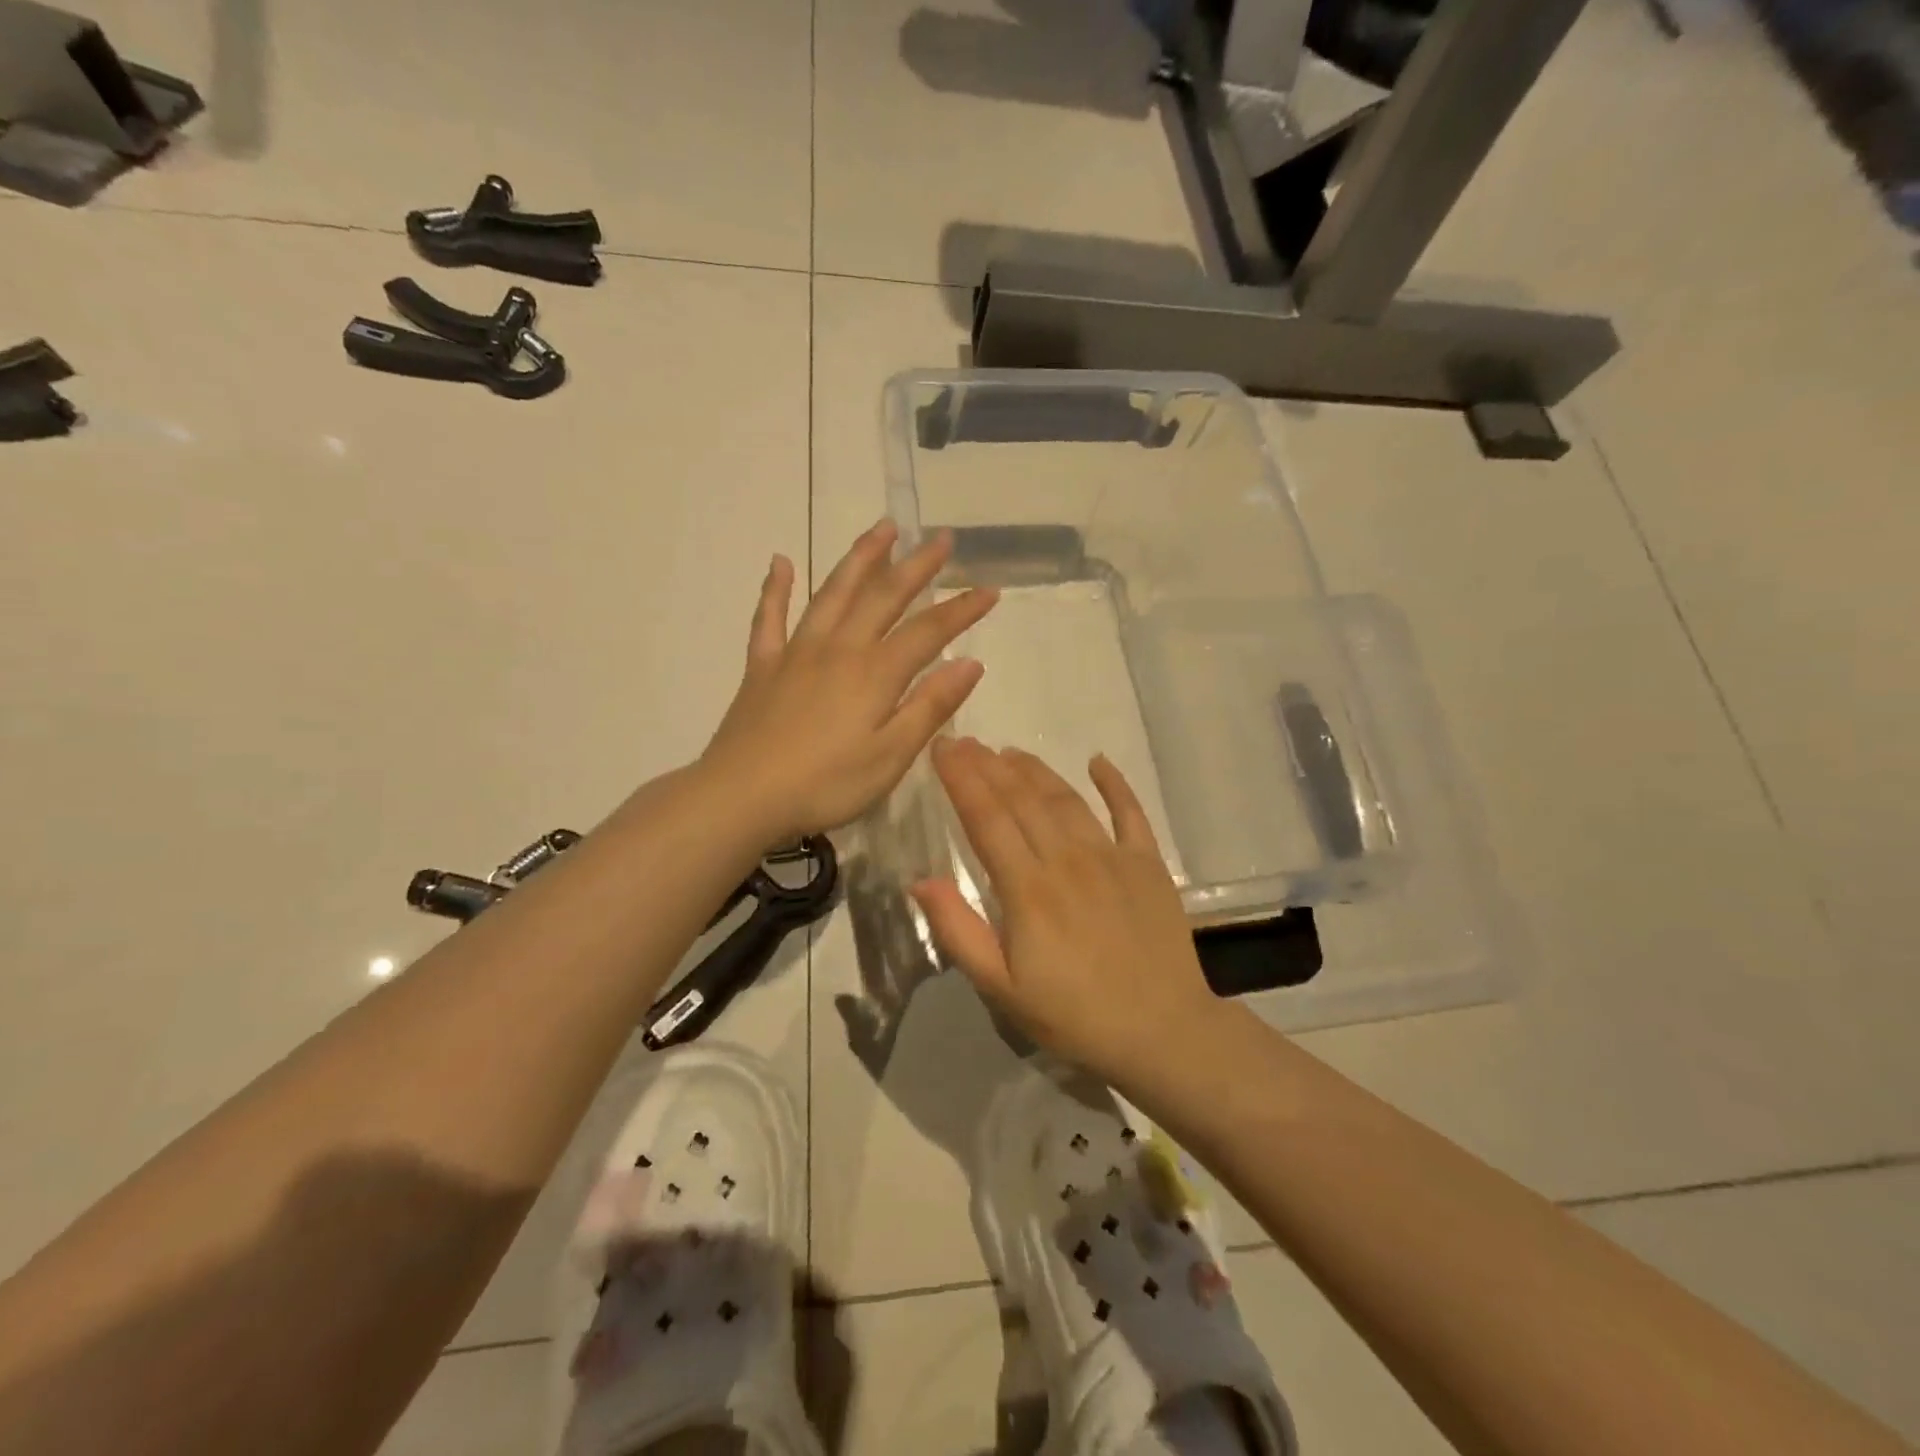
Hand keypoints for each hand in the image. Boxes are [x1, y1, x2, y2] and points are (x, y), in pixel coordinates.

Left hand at [702, 520, 997, 845]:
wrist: (742, 796)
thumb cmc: (826, 784)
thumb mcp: (891, 756)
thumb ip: (930, 706)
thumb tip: (970, 663)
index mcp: (875, 673)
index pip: (928, 632)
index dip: (962, 610)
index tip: (990, 590)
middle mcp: (839, 649)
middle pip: (883, 597)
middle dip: (916, 566)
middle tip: (941, 538)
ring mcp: (796, 653)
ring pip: (832, 593)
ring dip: (860, 559)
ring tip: (882, 529)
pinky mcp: (763, 666)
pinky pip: (769, 618)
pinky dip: (776, 588)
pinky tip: (780, 562)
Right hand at [911, 739, 1226, 1087]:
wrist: (1162, 1032)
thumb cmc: (1073, 1016)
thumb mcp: (1001, 988)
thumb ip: (959, 931)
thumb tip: (920, 880)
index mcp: (1027, 888)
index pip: (986, 818)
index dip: (961, 779)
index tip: (943, 747)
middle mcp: (1067, 859)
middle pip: (1021, 799)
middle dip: (989, 766)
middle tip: (967, 741)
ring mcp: (1112, 856)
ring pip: (1065, 799)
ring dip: (1035, 770)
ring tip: (1010, 751)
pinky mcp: (1148, 864)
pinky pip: (1130, 812)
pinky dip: (1114, 783)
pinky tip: (1098, 761)